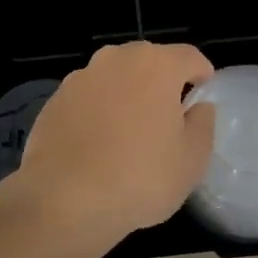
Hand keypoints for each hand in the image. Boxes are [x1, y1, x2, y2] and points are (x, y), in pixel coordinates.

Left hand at [12, 41, 215, 255]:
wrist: (62, 201)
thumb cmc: (139, 178)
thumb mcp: (192, 159)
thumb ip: (202, 123)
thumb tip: (197, 107)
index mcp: (155, 65)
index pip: (189, 56)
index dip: (202, 75)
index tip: (203, 97)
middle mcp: (116, 59)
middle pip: (149, 61)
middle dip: (162, 82)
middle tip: (168, 118)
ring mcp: (80, 77)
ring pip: (116, 78)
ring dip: (128, 95)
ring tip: (130, 134)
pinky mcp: (55, 99)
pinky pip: (89, 98)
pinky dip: (98, 111)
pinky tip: (98, 145)